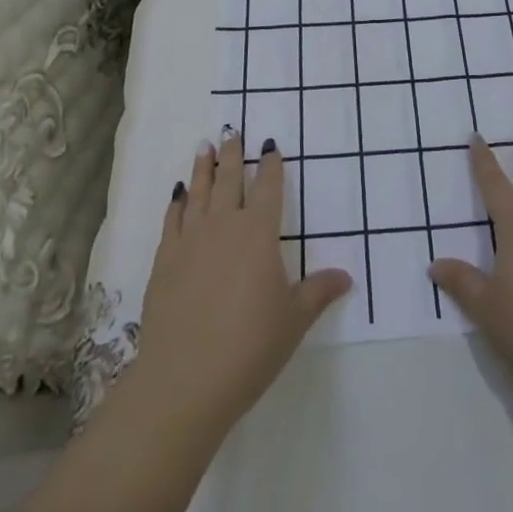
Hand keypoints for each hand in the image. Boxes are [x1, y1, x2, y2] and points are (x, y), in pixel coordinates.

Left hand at [132, 127, 352, 430]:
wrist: (184, 380)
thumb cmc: (249, 348)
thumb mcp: (293, 321)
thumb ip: (317, 292)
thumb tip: (347, 276)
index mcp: (259, 233)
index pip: (268, 187)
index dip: (271, 164)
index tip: (270, 145)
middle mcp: (225, 225)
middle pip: (230, 180)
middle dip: (232, 155)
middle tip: (232, 131)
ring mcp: (191, 240)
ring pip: (199, 192)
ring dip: (203, 168)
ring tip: (205, 146)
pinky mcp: (165, 260)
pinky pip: (173, 220)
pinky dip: (177, 202)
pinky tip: (178, 194)